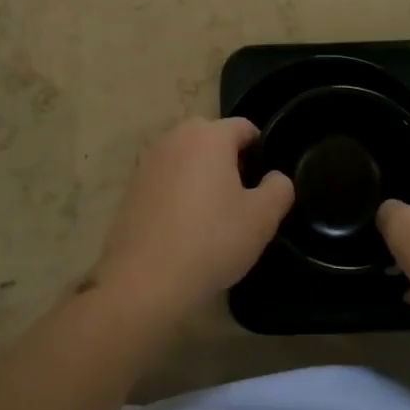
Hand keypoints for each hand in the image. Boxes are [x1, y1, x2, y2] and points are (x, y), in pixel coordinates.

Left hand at [92, 118, 293, 318]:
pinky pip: (165, 178)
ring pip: (186, 157)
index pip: (244, 127)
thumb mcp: (262, 219)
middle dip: (229, 159)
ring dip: (200, 174)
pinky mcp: (131, 186)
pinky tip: (183, 225)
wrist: (144, 281)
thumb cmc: (211, 242)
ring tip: (212, 214)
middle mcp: (175, 138)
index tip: (265, 182)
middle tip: (241, 197)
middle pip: (212, 138)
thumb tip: (275, 177)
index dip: (261, 150)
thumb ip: (279, 188)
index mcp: (209, 136)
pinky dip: (177, 191)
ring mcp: (148, 161)